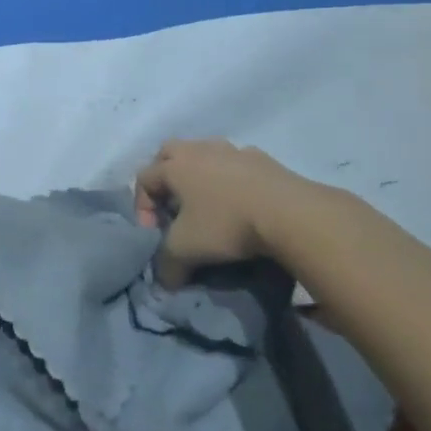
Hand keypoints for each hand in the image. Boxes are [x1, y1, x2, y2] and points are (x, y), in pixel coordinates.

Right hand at [137, 139, 357, 287]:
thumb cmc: (226, 224)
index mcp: (175, 166)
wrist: (289, 213)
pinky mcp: (262, 158)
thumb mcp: (186, 250)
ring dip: (200, 174)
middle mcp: (199, 150)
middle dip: (165, 177)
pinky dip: (233, 179)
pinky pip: (237, 164)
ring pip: (204, 154)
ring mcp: (232, 150)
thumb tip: (164, 280)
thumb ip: (166, 265)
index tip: (154, 233)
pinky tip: (243, 202)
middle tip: (173, 207)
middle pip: (168, 153)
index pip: (144, 178)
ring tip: (210, 204)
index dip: (141, 206)